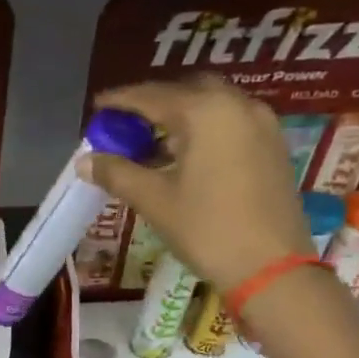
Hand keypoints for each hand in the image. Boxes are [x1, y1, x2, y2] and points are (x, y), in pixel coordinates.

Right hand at [80, 75, 315, 291]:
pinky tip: (186, 156)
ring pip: (212, 106)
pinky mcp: (273, 146)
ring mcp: (262, 124)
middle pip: (187, 91)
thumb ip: (117, 173)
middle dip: (154, 103)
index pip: (153, 96)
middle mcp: (237, 105)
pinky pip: (230, 123)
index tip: (98, 106)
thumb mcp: (154, 200)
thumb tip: (85, 160)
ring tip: (152, 143)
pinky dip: (203, 129)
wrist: (271, 266)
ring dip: (180, 116)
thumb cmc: (207, 229)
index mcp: (205, 112)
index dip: (121, 100)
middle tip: (127, 124)